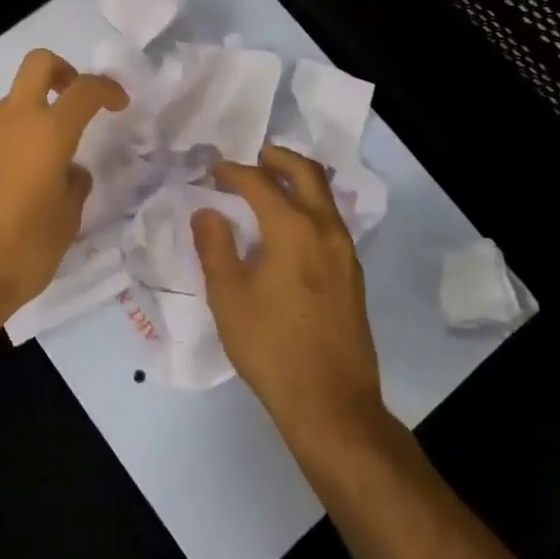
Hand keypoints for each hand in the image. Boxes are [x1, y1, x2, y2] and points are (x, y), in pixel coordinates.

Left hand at [0, 49, 126, 331]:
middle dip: (63, 71)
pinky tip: (17, 181)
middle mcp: (12, 122)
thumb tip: (71, 172)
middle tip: (75, 100)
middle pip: (38, 64)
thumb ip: (74, 186)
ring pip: (13, 101)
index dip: (107, 88)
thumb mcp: (66, 223)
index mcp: (47, 133)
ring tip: (48, 159)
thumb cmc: (21, 252)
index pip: (84, 89)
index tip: (119, 103)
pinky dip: (12, 140)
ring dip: (34, 113)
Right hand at [193, 146, 389, 447]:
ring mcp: (345, 253)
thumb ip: (214, 246)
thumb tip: (207, 211)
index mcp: (293, 229)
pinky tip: (288, 226)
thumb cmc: (271, 346)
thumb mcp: (228, 296)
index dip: (233, 171)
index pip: (260, 183)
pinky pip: (330, 221)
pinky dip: (308, 206)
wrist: (331, 404)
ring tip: (269, 185)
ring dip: (297, 181)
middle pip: (307, 174)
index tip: (212, 170)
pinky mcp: (352, 275)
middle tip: (254, 154)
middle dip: (278, 158)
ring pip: (324, 197)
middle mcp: (326, 230)